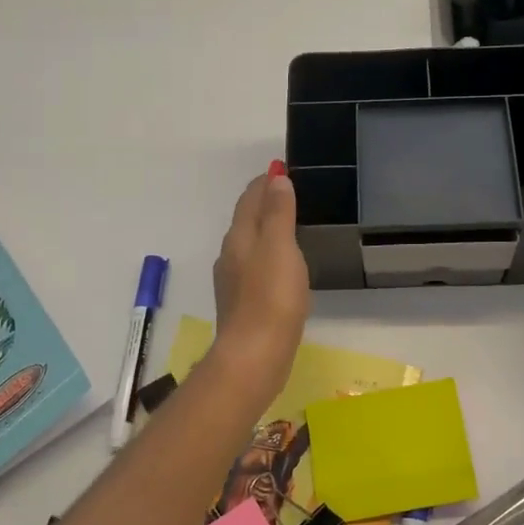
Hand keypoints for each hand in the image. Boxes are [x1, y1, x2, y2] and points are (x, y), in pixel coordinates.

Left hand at [210, 165, 310, 406]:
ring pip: (250, 245)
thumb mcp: (280, 246)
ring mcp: (234, 281)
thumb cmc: (271, 297)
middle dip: (265, 203)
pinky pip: (256, 268)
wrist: (254, 356)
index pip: (250, 198)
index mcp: (239, 236)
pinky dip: (269, 256)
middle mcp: (231, 255)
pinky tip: (283, 268)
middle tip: (292, 193)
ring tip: (292, 226)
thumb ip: (278, 212)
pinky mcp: (243, 304)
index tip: (283, 169)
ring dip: (267, 230)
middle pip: (247, 219)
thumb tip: (276, 178)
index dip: (266, 181)